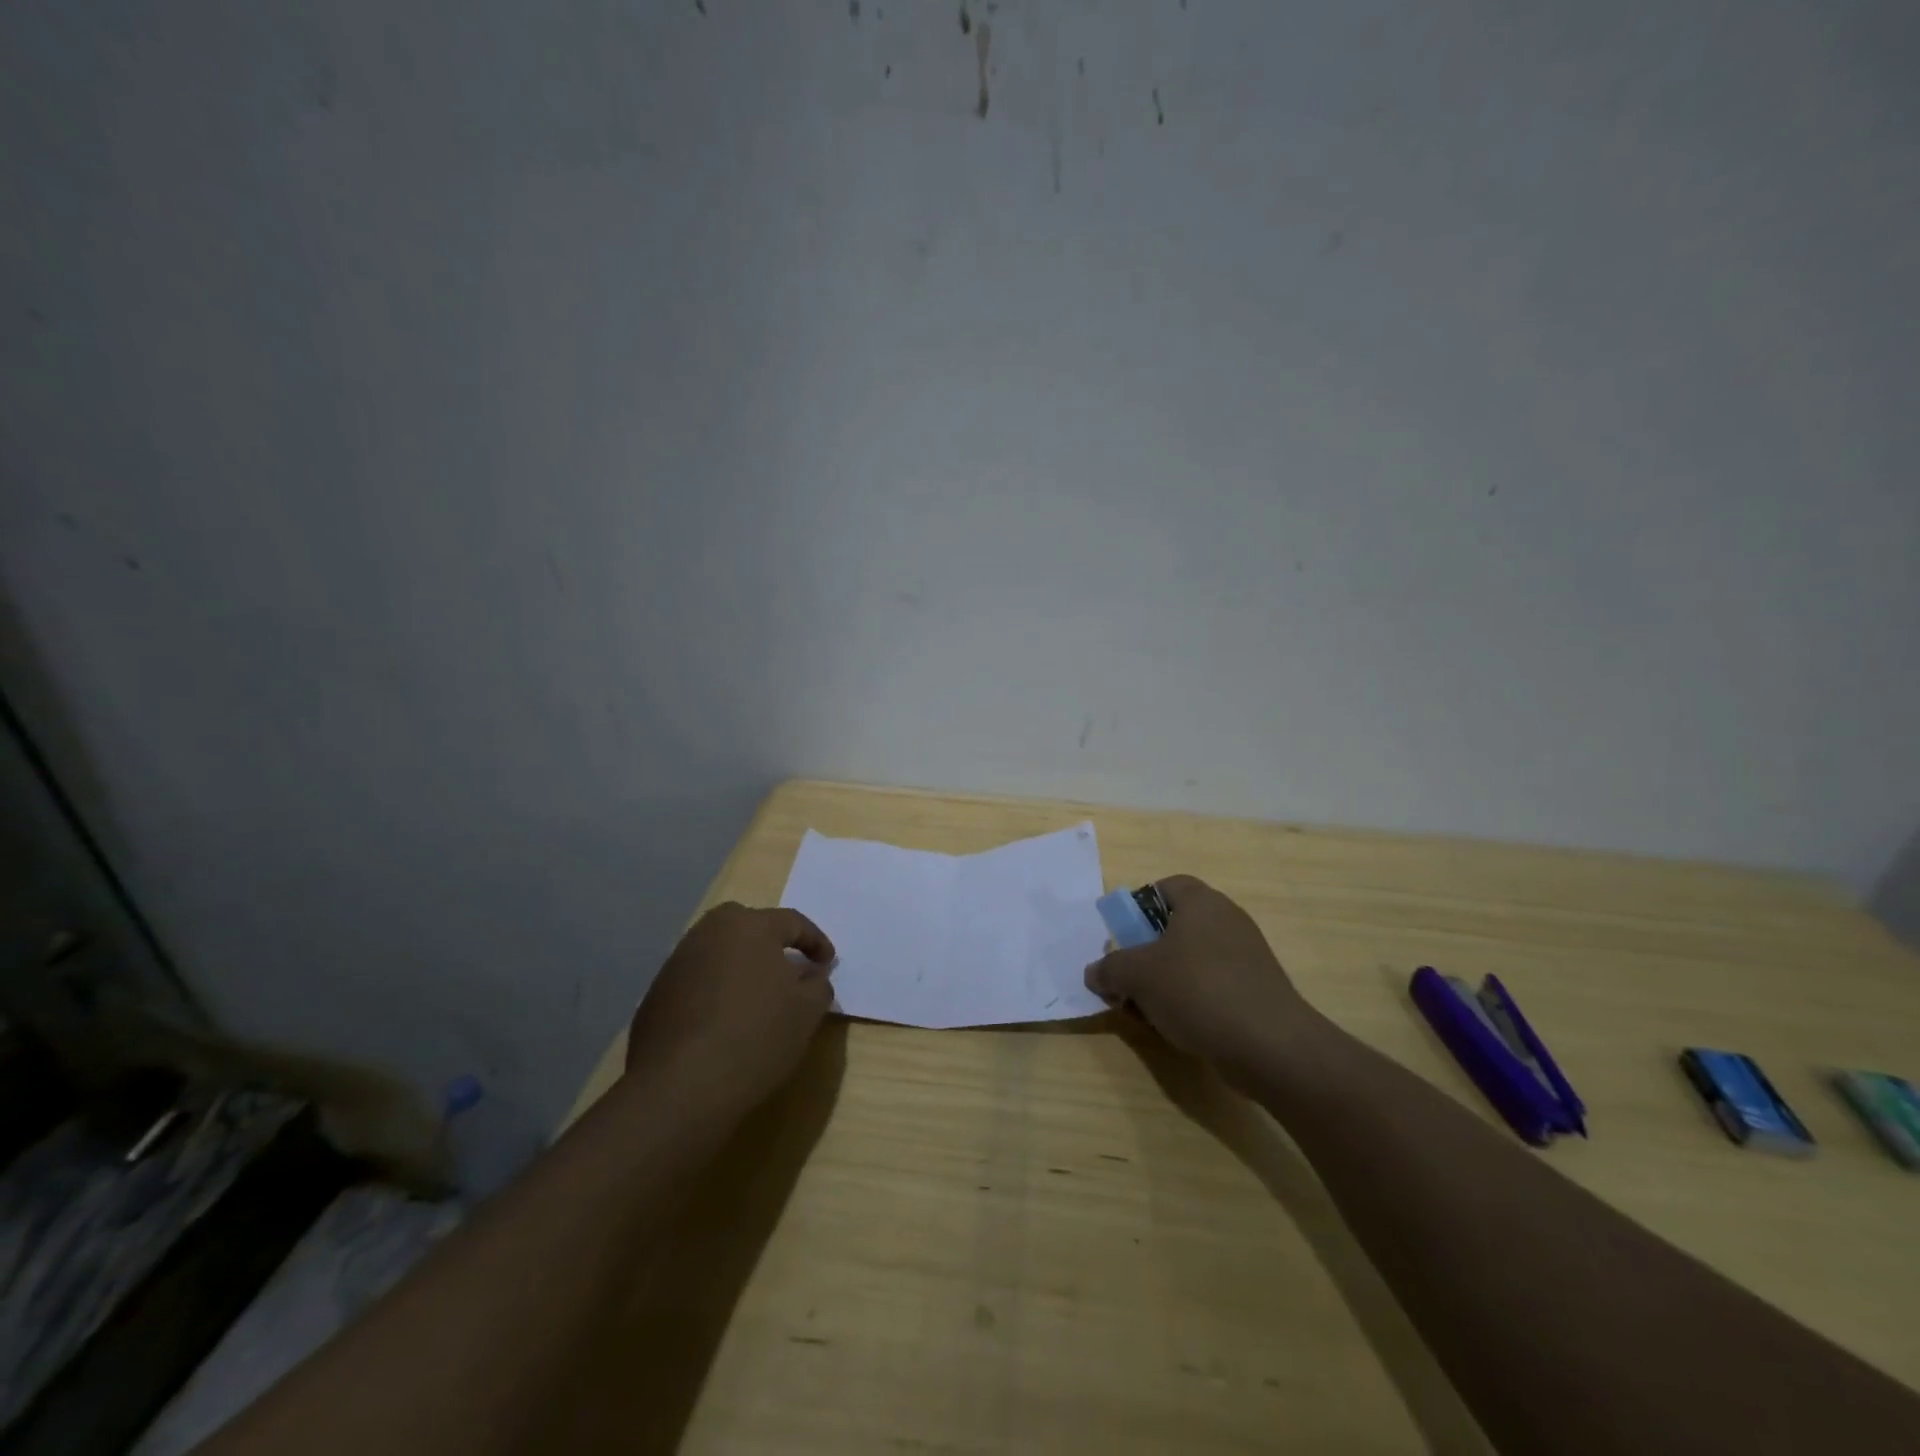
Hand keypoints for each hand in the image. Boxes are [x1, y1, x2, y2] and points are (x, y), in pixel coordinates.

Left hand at [624, 903, 835, 1115]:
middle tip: (790, 970)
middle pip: (750, 929)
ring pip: (722, 953)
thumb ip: (818, 984)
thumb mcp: (807, 1011)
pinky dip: (717, 991)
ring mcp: (678, 960)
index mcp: (750, 925)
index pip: (793, 922)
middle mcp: (710, 931)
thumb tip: (810, 974)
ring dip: (743, 968)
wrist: (680, 1087)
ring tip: (759, 998)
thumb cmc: (756, 1036)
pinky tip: (726, 1021)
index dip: (815, 942)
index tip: (828, 963)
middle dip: (773, 945)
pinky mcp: (657, 992)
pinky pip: (699, 979)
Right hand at [1084, 876, 1321, 1081]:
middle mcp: (1227, 920)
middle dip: (1145, 954)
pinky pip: (1212, 986)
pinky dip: (1190, 1001)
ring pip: (1190, 960)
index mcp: (1201, 902)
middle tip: (1127, 980)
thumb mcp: (1137, 975)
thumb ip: (1109, 969)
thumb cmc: (1197, 990)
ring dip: (1163, 983)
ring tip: (1146, 1012)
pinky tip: (1177, 1028)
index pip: (1165, 887)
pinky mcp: (1256, 990)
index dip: (1138, 908)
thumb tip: (1094, 973)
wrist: (1270, 1046)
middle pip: (1174, 927)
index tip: (1122, 938)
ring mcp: (1246, 956)